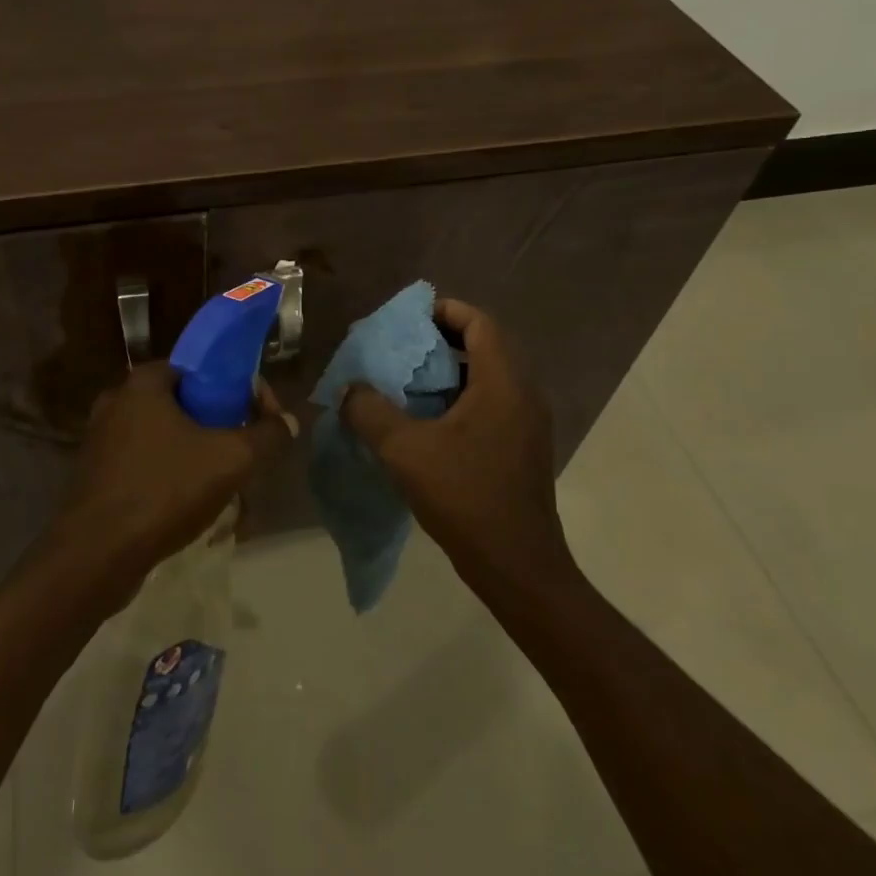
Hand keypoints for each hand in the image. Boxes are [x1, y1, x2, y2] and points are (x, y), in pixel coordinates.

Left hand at [46, 361, 296, 609]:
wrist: (95, 557)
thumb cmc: (163, 491)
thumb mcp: (231, 460)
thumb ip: (267, 436)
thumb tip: (288, 421)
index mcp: (143, 384)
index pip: (201, 368)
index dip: (237, 388)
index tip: (261, 417)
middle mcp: (118, 404)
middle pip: (187, 407)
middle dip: (223, 432)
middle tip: (248, 458)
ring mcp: (103, 442)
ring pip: (170, 442)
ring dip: (202, 462)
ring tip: (230, 492)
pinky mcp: (98, 478)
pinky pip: (149, 468)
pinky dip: (175, 482)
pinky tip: (197, 512)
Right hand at [340, 298, 572, 595]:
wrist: (516, 563)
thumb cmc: (465, 497)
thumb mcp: (404, 451)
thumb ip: (370, 412)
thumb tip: (348, 389)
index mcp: (503, 383)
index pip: (480, 323)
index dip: (445, 311)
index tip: (408, 319)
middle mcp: (523, 393)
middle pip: (487, 344)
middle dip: (443, 338)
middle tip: (402, 347)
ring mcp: (527, 422)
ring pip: (490, 375)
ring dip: (452, 369)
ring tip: (409, 380)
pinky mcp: (523, 445)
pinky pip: (493, 401)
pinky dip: (462, 396)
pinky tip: (429, 419)